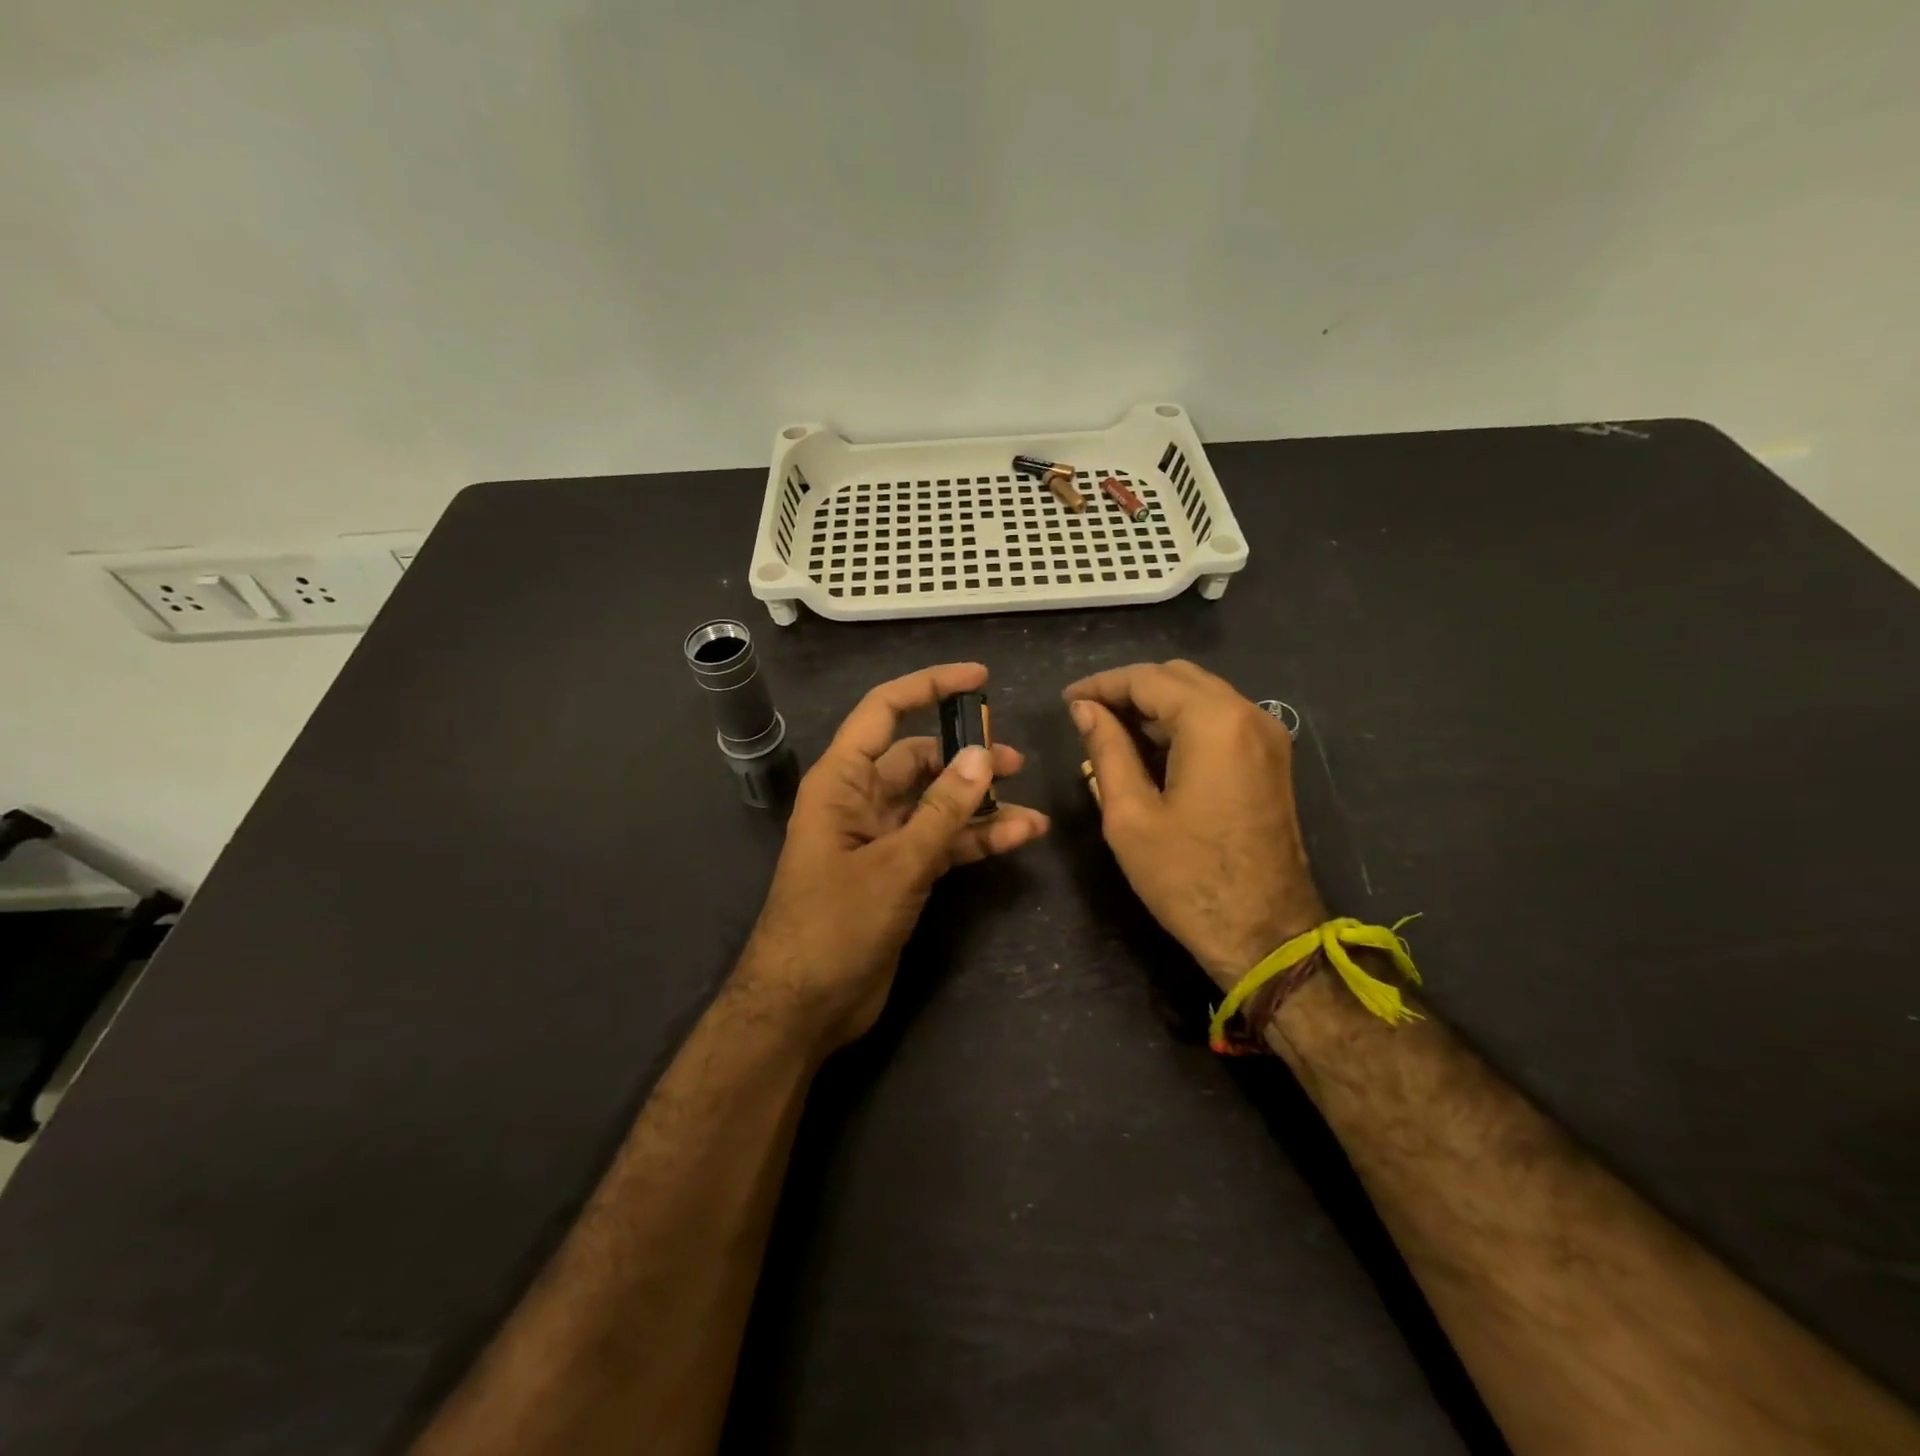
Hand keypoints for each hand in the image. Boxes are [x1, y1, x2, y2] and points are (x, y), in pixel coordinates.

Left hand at [737, 663, 1049, 1051]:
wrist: (804, 1007)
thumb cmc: (835, 926)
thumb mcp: (895, 865)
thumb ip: (941, 812)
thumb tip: (981, 755)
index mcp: (841, 782)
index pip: (884, 712)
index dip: (929, 687)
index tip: (979, 679)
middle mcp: (860, 800)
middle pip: (918, 759)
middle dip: (965, 756)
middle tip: (1014, 761)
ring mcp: (881, 838)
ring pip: (936, 804)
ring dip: (979, 803)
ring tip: (1029, 807)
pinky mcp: (898, 872)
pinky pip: (942, 841)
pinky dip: (975, 839)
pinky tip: (1018, 838)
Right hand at [1064, 660, 1325, 989]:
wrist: (1264, 934)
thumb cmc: (1187, 878)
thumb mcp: (1129, 814)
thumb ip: (1106, 750)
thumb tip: (1084, 710)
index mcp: (1213, 722)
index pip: (1147, 679)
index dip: (1101, 685)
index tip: (1067, 702)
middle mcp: (1248, 715)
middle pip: (1178, 678)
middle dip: (1129, 691)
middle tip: (1087, 716)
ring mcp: (1267, 737)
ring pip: (1201, 697)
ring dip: (1155, 707)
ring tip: (1110, 735)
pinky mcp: (1271, 760)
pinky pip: (1220, 722)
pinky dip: (1182, 725)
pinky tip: (1149, 753)